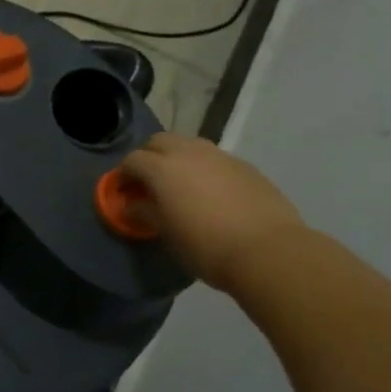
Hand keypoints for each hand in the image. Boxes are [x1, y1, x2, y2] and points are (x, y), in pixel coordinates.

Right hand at [119, 133, 305, 293]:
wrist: (268, 250)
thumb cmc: (204, 245)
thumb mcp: (165, 233)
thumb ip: (144, 212)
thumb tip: (131, 205)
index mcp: (163, 168)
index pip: (132, 160)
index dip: (123, 175)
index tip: (122, 192)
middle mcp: (189, 153)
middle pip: (160, 141)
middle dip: (148, 156)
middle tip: (147, 182)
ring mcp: (221, 157)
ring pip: (189, 145)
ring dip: (177, 158)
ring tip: (179, 185)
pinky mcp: (246, 167)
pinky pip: (215, 159)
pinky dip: (204, 169)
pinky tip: (210, 193)